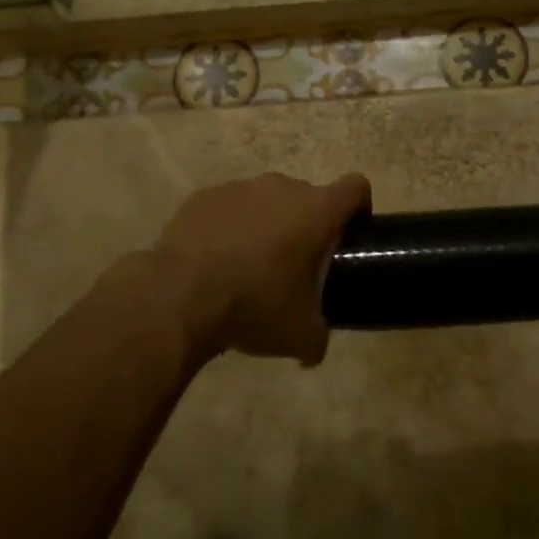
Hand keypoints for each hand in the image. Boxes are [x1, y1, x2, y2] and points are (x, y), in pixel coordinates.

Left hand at [153, 171, 370, 365]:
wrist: (179, 296)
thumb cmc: (255, 305)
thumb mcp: (299, 335)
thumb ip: (317, 337)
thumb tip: (314, 350)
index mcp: (316, 211)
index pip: (356, 188)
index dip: (359, 207)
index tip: (349, 234)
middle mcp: (282, 188)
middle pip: (308, 197)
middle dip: (306, 225)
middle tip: (294, 266)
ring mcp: (240, 188)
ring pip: (266, 201)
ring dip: (266, 225)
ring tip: (248, 265)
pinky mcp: (204, 196)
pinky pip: (228, 207)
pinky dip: (229, 227)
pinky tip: (214, 260)